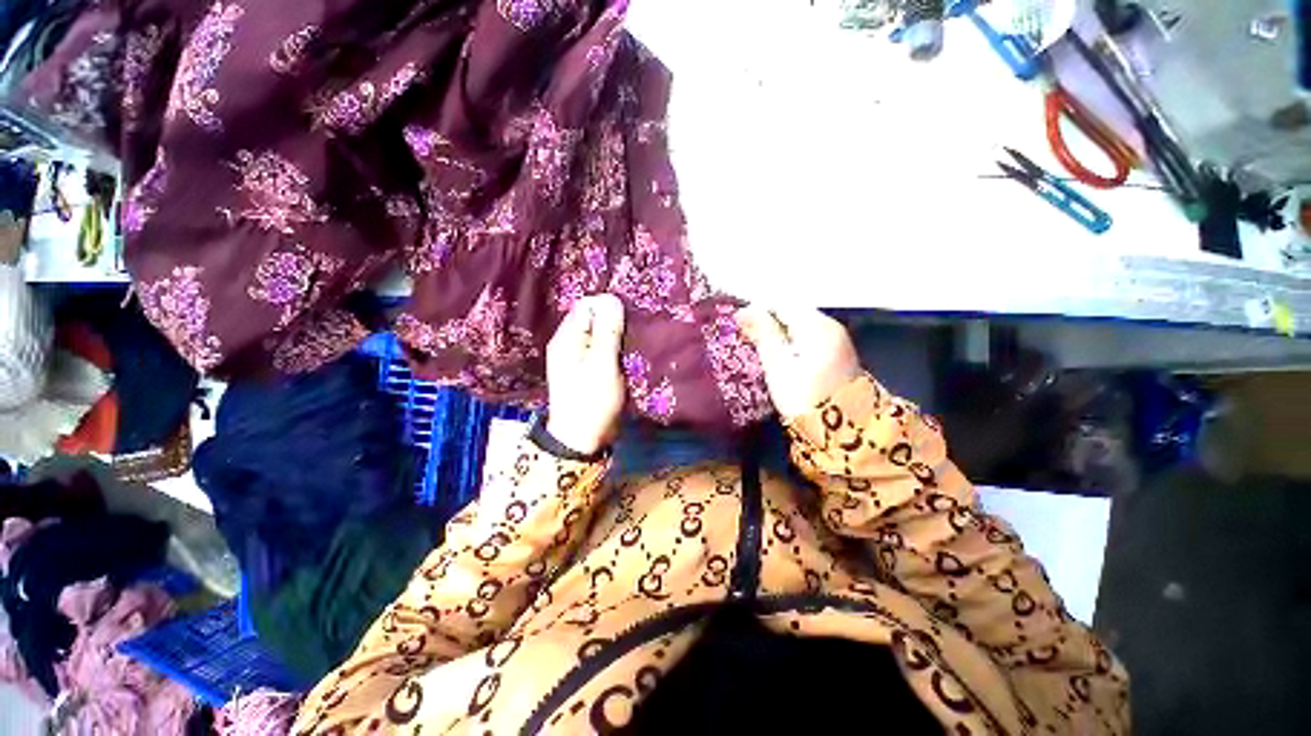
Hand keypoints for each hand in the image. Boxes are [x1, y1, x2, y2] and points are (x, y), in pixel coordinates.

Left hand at [545, 294, 626, 454]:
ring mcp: (578, 357)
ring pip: (600, 334)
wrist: (583, 439)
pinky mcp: (588, 368)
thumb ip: (607, 331)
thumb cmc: (592, 401)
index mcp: (567, 338)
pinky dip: (615, 348)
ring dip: (617, 336)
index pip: (587, 305)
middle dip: (614, 321)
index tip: (628, 319)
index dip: (608, 307)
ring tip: (634, 342)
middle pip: (593, 318)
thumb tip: (611, 297)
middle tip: (634, 332)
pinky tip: (627, 355)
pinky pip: (602, 349)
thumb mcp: (602, 364)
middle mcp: (569, 343)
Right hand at [735, 306, 861, 419]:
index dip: (758, 311)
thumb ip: (764, 334)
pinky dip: (793, 342)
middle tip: (748, 338)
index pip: (783, 304)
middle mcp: (832, 327)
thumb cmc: (804, 397)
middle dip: (769, 322)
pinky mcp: (839, 355)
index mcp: (817, 326)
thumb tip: (746, 311)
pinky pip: (810, 338)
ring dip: (780, 332)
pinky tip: (782, 356)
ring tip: (761, 348)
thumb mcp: (778, 366)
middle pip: (794, 313)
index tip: (739, 325)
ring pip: (801, 326)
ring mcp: (839, 341)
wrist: (842, 433)